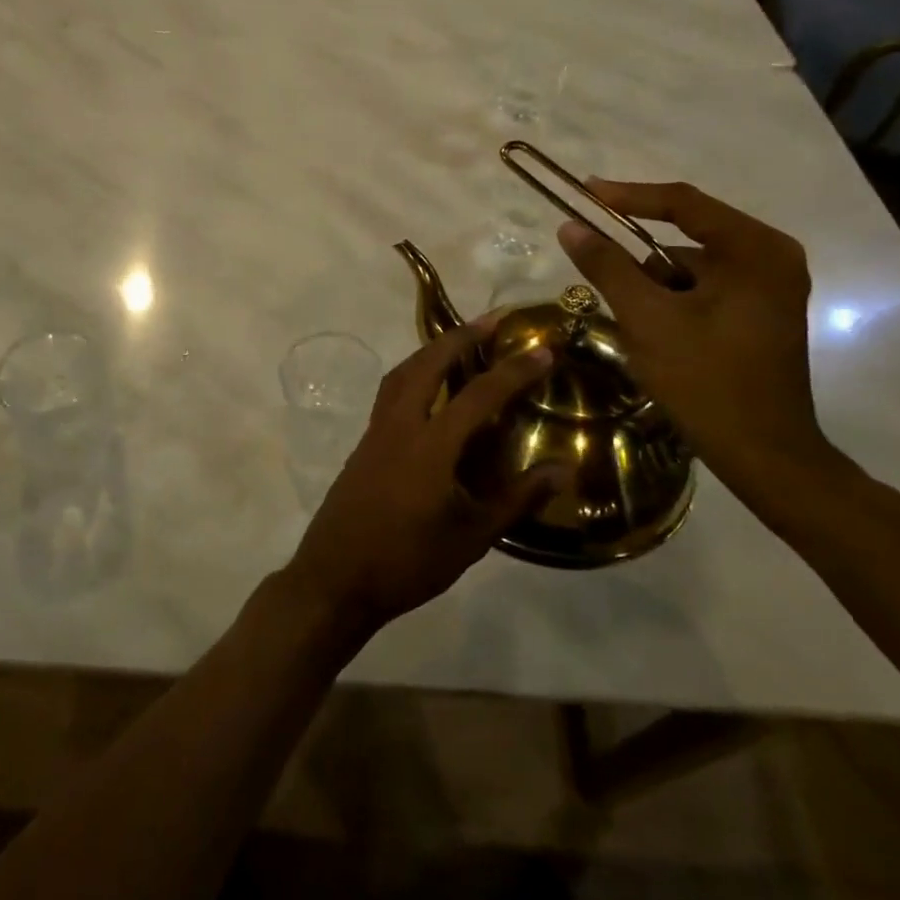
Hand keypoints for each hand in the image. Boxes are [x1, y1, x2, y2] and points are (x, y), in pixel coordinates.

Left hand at [283, 319, 562, 633]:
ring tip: (461, 342)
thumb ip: (517, 498)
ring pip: (403, 372)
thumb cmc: (408, 562)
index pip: (478, 395)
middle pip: (428, 363)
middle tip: (493, 320)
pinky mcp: (364, 442)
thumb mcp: (472, 537)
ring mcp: (376, 431)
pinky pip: (391, 391)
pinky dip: (414, 373)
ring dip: (432, 349)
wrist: (335, 578)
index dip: (513, 370)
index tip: (542, 349)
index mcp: (430, 445)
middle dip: (462, 336)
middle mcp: (399, 425)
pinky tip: (430, 389)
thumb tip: (564, 470)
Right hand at [557, 180, 854, 510]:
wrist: (764, 454)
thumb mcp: (647, 318)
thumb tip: (570, 227)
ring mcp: (770, 286)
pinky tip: (659, 335)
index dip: (628, 195)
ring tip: (636, 324)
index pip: (683, 203)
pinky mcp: (761, 312)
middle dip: (639, 257)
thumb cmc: (706, 380)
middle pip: (687, 236)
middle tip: (596, 261)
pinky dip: (673, 301)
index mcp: (755, 250)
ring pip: (691, 267)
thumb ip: (607, 267)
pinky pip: (705, 288)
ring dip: (655, 285)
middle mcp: (771, 257)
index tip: (584, 192)